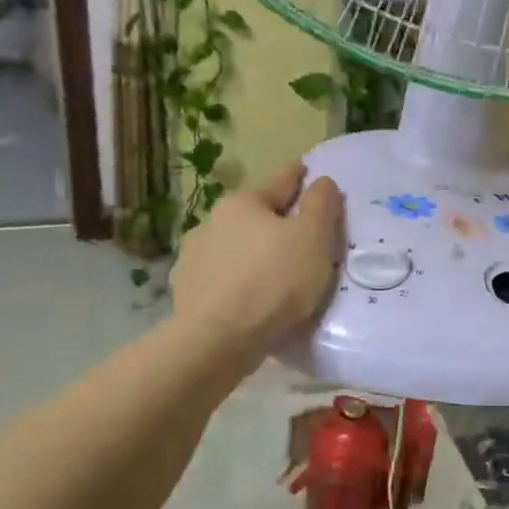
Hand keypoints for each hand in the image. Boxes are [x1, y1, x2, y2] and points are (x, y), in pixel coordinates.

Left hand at [171, 162, 342, 359]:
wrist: (217, 340)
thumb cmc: (273, 281)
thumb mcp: (313, 239)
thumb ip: (321, 206)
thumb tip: (321, 181)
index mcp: (244, 204)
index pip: (279, 182)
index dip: (296, 176)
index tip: (304, 168)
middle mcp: (212, 223)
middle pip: (254, 216)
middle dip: (275, 220)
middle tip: (298, 231)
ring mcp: (194, 258)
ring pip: (235, 247)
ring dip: (253, 252)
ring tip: (273, 270)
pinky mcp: (187, 291)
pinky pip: (222, 278)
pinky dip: (238, 280)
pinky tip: (249, 295)